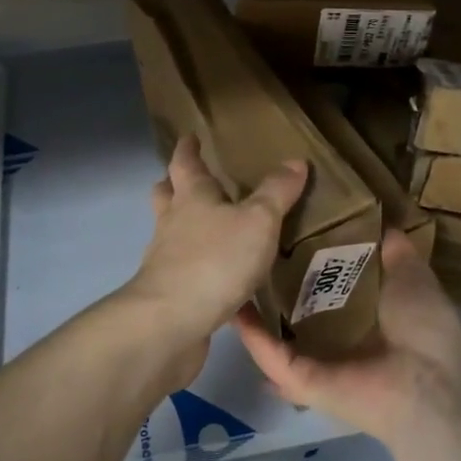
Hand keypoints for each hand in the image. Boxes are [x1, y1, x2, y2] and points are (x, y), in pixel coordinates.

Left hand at [117, 136, 307, 384]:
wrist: (170, 323)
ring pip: (172, 234)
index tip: (190, 137)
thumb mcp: (258, 220)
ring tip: (212, 231)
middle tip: (190, 181)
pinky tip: (220, 281)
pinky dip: (199, 269)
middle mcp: (172, 223)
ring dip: (186, 228)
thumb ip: (276, 192)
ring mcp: (165, 260)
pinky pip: (185, 272)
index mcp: (191, 197)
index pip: (185, 163)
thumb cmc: (215, 260)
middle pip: (167, 196)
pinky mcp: (170, 295)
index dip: (188, 148)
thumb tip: (295, 161)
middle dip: (175, 185)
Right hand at [236, 228, 460, 444]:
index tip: (285, 230)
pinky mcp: (302, 380)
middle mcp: (339, 340)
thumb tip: (383, 222)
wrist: (432, 381)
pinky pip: (271, 355)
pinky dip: (252, 334)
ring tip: (229, 276)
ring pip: (276, 334)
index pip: (328, 286)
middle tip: (248, 251)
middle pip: (297, 311)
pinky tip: (231, 305)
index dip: (307, 259)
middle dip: (273, 286)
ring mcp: (317, 362)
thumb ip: (394, 249)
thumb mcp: (411, 273)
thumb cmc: (424, 324)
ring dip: (254, 312)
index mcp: (366, 315)